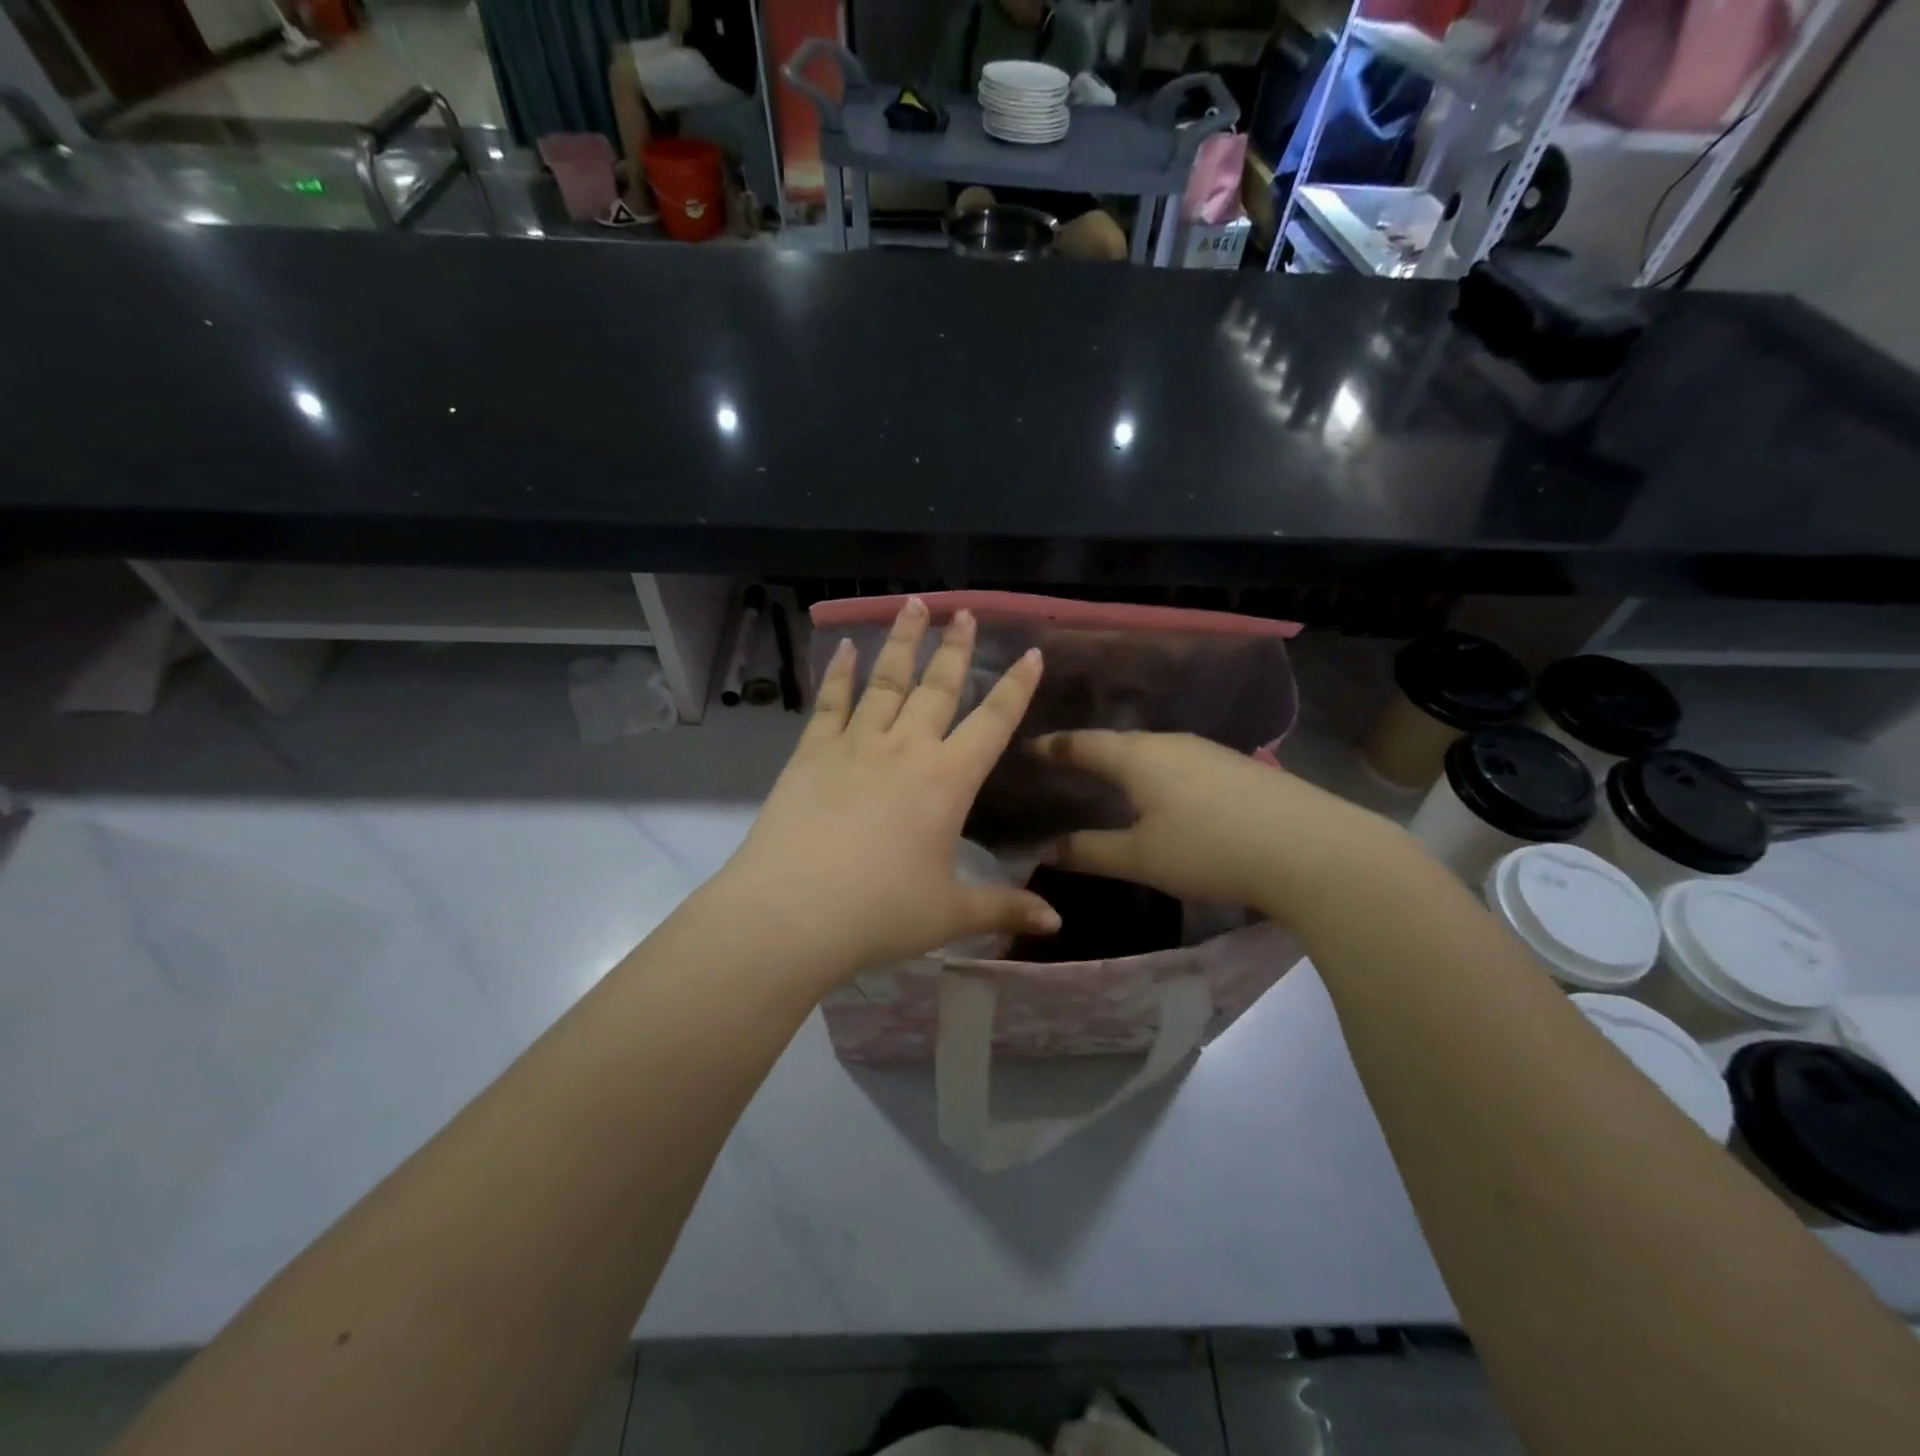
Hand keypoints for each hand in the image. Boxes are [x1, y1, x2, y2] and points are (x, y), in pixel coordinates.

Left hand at [718, 598, 1059, 984]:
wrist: (793, 912)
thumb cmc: (880, 912)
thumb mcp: (950, 914)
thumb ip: (1004, 909)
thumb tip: (1056, 924)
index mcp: (948, 780)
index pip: (993, 722)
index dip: (1016, 687)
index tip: (1031, 652)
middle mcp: (906, 749)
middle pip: (938, 686)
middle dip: (955, 647)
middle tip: (964, 611)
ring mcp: (855, 744)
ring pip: (886, 681)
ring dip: (902, 641)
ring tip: (912, 604)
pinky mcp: (811, 752)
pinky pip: (830, 702)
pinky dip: (838, 673)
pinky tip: (842, 648)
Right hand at [1033, 730, 1390, 916]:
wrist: (1311, 849)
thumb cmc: (1209, 849)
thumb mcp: (1141, 858)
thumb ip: (1090, 852)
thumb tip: (1046, 850)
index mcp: (1138, 756)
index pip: (1083, 744)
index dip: (1054, 747)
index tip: (1030, 747)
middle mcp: (1171, 742)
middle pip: (1120, 742)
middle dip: (1091, 752)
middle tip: (1067, 765)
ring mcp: (1210, 752)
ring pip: (1155, 751)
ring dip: (1129, 763)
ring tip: (1112, 779)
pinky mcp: (1240, 768)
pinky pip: (1183, 763)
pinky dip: (1161, 774)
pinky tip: (1168, 795)